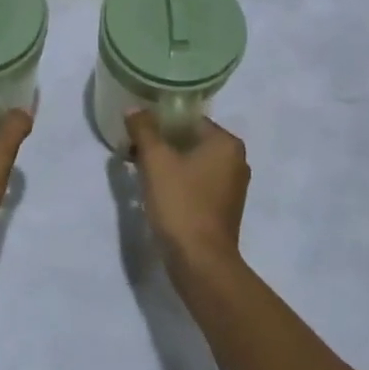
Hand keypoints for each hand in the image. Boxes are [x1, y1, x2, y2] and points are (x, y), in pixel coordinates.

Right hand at [125, 110, 250, 279]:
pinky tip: (155, 191)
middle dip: (160, 144)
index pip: (188, 120)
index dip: (159, 123)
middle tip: (132, 150)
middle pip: (190, 140)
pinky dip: (177, 182)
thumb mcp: (155, 160)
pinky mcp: (224, 209)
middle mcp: (236, 161)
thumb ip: (144, 128)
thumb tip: (134, 108)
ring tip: (139, 170)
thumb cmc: (180, 203)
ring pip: (192, 163)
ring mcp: (232, 187)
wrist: (200, 261)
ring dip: (166, 164)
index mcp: (226, 143)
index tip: (135, 133)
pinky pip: (196, 183)